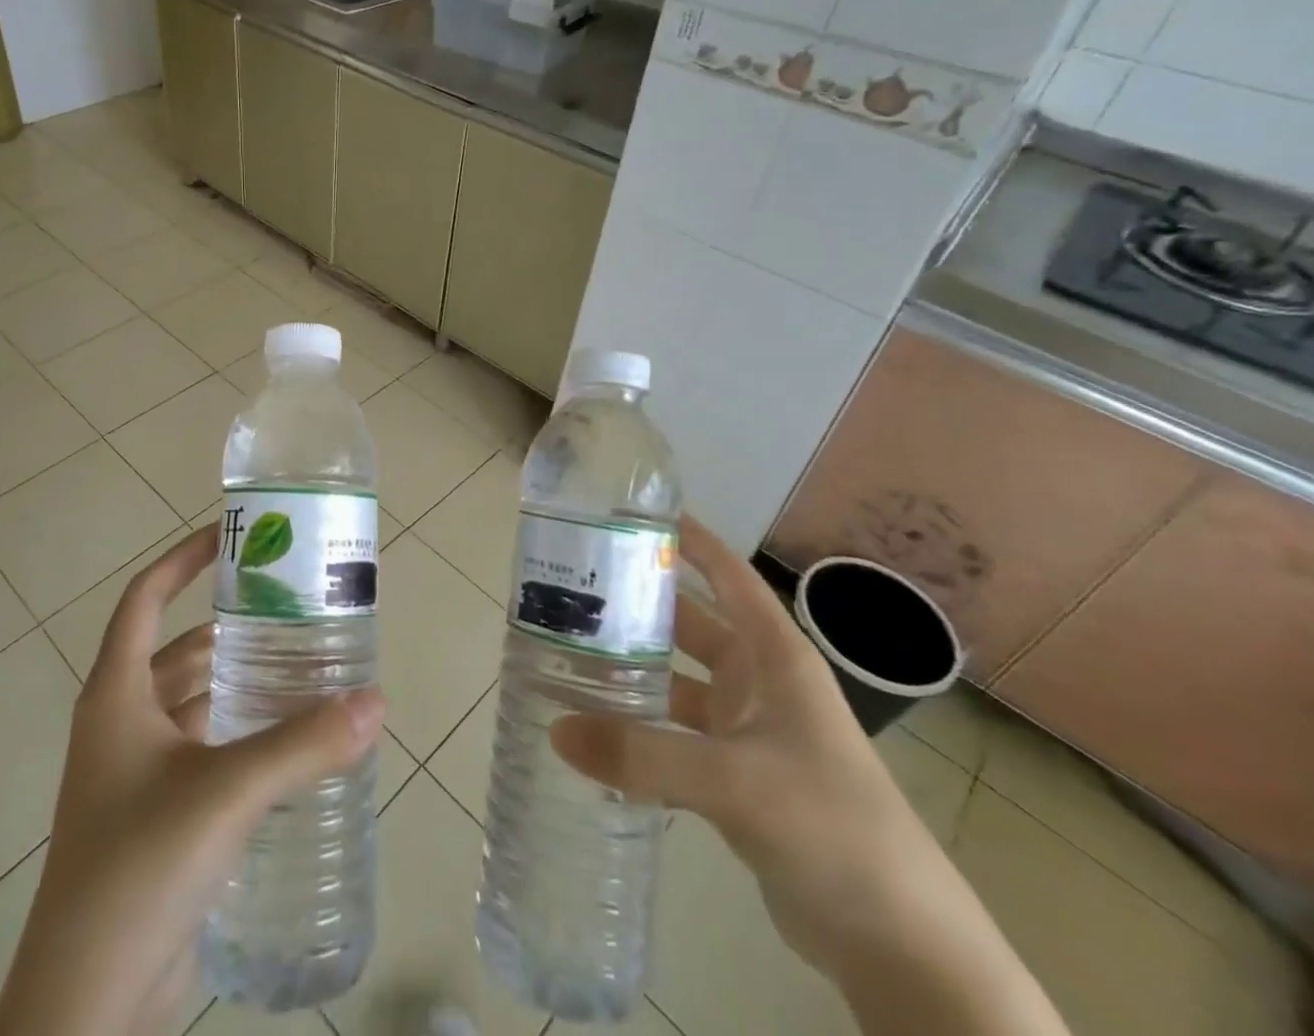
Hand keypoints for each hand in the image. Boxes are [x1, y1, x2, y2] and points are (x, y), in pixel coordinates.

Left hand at [0, 524, 384, 1035]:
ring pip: (192, 704)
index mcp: (116, 695)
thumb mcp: (225, 793)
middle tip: (290, 610)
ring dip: (237, 684)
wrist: (84, 1007)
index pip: (145, 599)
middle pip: (177, 650)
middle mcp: (121, 723)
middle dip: (229, 627)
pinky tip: (285, 743)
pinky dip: (237, 735)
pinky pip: (201, 752)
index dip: (183, 560)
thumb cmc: (138, 868)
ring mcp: (134, 774)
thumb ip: (303, 746)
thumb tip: (375, 702)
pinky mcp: (155, 817)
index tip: (230, 535)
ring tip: (300, 668)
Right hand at [551, 519, 927, 969]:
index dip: (689, 539)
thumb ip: (643, 754)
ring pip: (679, 679)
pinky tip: (596, 725)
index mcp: (774, 656)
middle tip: (573, 586)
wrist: (901, 943)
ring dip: (634, 667)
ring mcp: (749, 730)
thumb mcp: (735, 781)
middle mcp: (761, 682)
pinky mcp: (738, 777)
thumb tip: (555, 729)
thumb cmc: (832, 826)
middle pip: (691, 623)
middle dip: (640, 603)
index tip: (633, 513)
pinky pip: (677, 732)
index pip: (728, 575)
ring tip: (568, 651)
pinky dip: (641, 725)